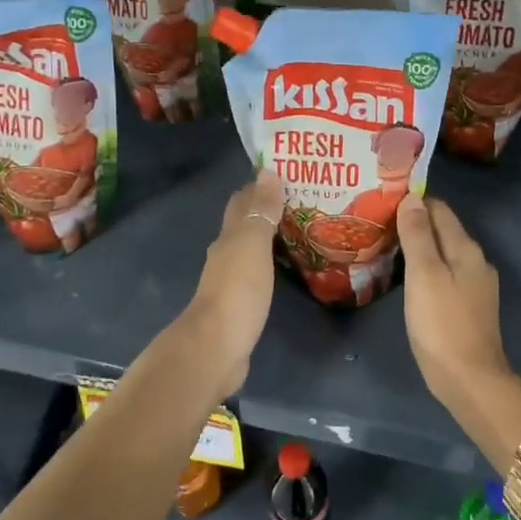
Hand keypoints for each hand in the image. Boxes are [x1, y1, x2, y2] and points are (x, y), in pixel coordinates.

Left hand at [180, 169, 283, 395]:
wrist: (217, 348)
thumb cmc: (237, 291)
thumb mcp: (252, 245)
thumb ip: (261, 211)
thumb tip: (267, 171)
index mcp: (229, 238)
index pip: (242, 202)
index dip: (260, 187)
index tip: (288, 175)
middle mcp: (226, 256)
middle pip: (245, 225)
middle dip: (268, 211)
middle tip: (304, 202)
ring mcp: (232, 283)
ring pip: (252, 251)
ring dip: (271, 239)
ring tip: (303, 232)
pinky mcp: (241, 307)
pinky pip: (258, 277)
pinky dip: (272, 266)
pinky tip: (288, 270)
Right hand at [397, 194, 519, 404]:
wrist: (469, 379)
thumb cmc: (441, 324)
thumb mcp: (424, 274)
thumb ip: (418, 235)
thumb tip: (412, 198)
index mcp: (465, 248)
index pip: (438, 209)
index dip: (412, 203)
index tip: (382, 203)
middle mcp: (475, 261)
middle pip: (442, 230)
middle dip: (414, 224)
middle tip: (378, 225)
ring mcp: (475, 285)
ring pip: (443, 253)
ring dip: (419, 248)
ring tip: (387, 249)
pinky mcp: (469, 306)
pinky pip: (445, 275)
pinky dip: (426, 269)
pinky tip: (408, 280)